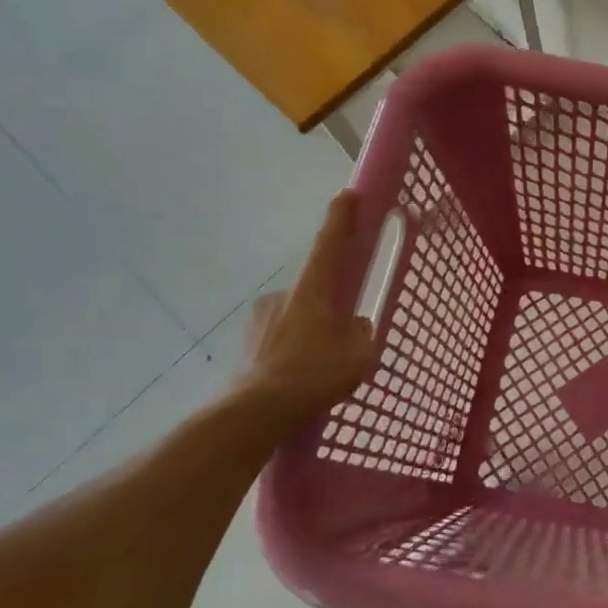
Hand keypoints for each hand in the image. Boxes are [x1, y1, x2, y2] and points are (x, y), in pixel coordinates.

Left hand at [234, 192, 373, 419]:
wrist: (253, 413)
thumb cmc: (312, 376)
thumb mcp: (358, 355)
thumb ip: (361, 332)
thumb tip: (354, 325)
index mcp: (313, 290)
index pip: (329, 243)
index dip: (341, 217)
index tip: (348, 194)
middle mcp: (284, 294)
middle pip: (316, 287)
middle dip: (331, 303)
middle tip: (343, 333)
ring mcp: (260, 317)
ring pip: (297, 314)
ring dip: (311, 329)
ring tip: (320, 365)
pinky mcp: (247, 341)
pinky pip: (280, 335)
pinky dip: (293, 347)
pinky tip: (300, 375)